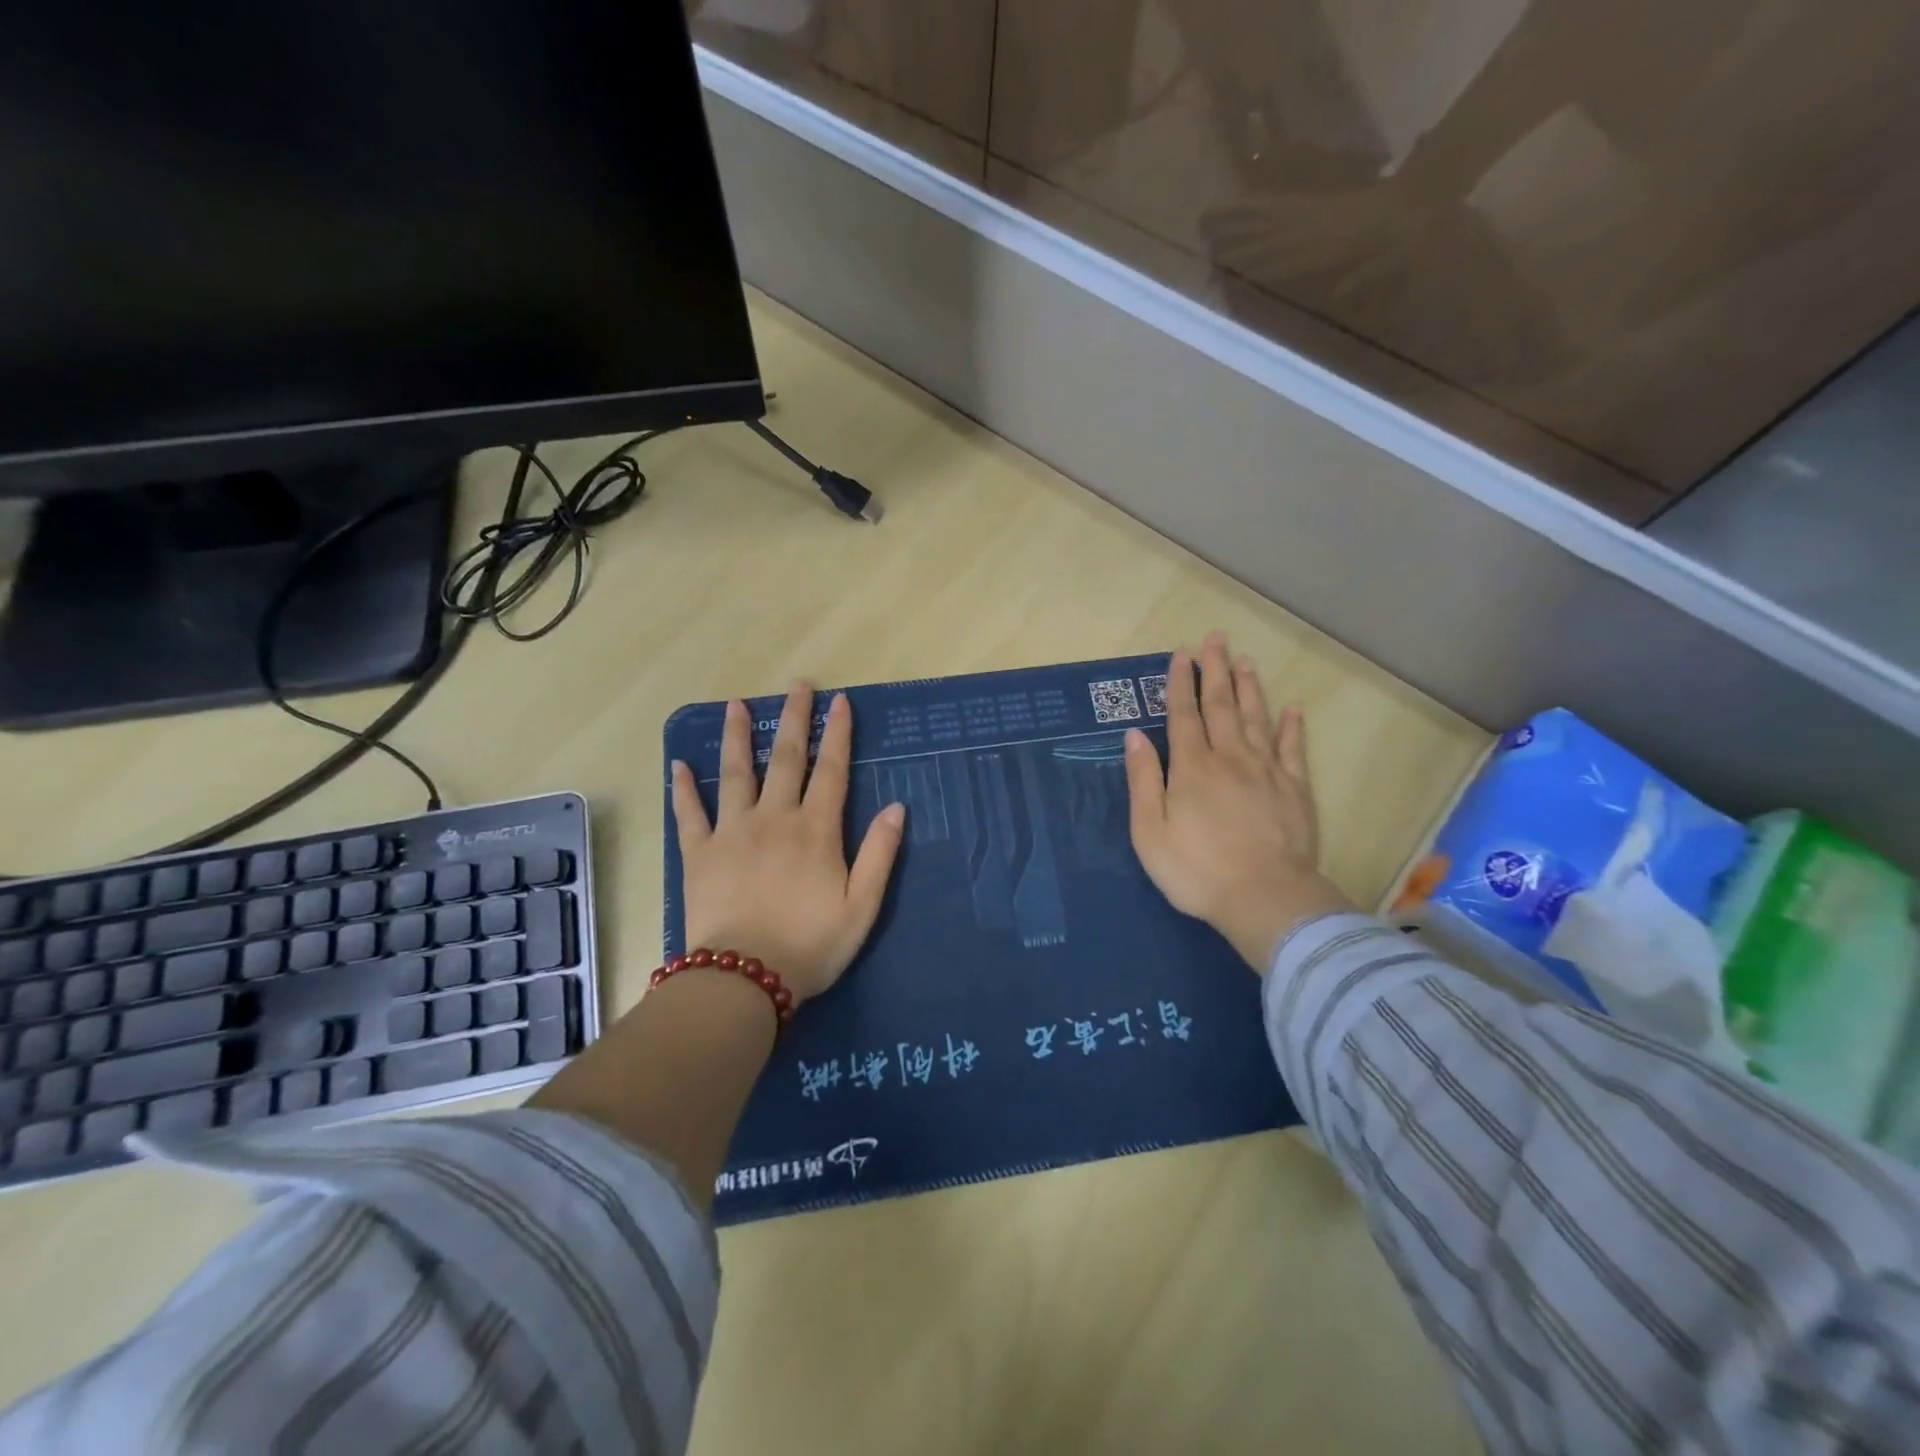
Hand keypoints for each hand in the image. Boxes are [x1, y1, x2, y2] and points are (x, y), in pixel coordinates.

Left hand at [671, 682, 905, 1004]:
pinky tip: (677, 765)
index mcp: (816, 830)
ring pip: (735, 774)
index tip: (840, 702)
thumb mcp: (862, 906)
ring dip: (737, 737)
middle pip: (786, 759)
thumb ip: (880, 854)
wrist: (744, 978)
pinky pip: (689, 814)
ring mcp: (732, 832)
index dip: (838, 733)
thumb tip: (896, 807)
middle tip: (797, 685)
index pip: (831, 770)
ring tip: (736, 706)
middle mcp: (774, 818)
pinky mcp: (699, 854)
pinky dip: (683, 789)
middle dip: (794, 719)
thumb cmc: (811, 945)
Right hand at [1124, 633, 1352, 971]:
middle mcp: (1230, 758)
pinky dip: (1292, 726)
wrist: (1264, 899)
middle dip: (1214, 671)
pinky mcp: (1295, 790)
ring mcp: (1267, 771)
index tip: (1181, 654)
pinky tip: (1292, 708)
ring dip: (1249, 688)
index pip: (1184, 716)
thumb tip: (1134, 736)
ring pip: (1256, 719)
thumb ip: (1143, 780)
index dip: (1181, 684)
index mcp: (1192, 768)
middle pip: (1221, 706)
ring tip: (1244, 661)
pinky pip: (1293, 749)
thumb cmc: (1196, 870)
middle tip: (1214, 639)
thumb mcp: (1150, 832)